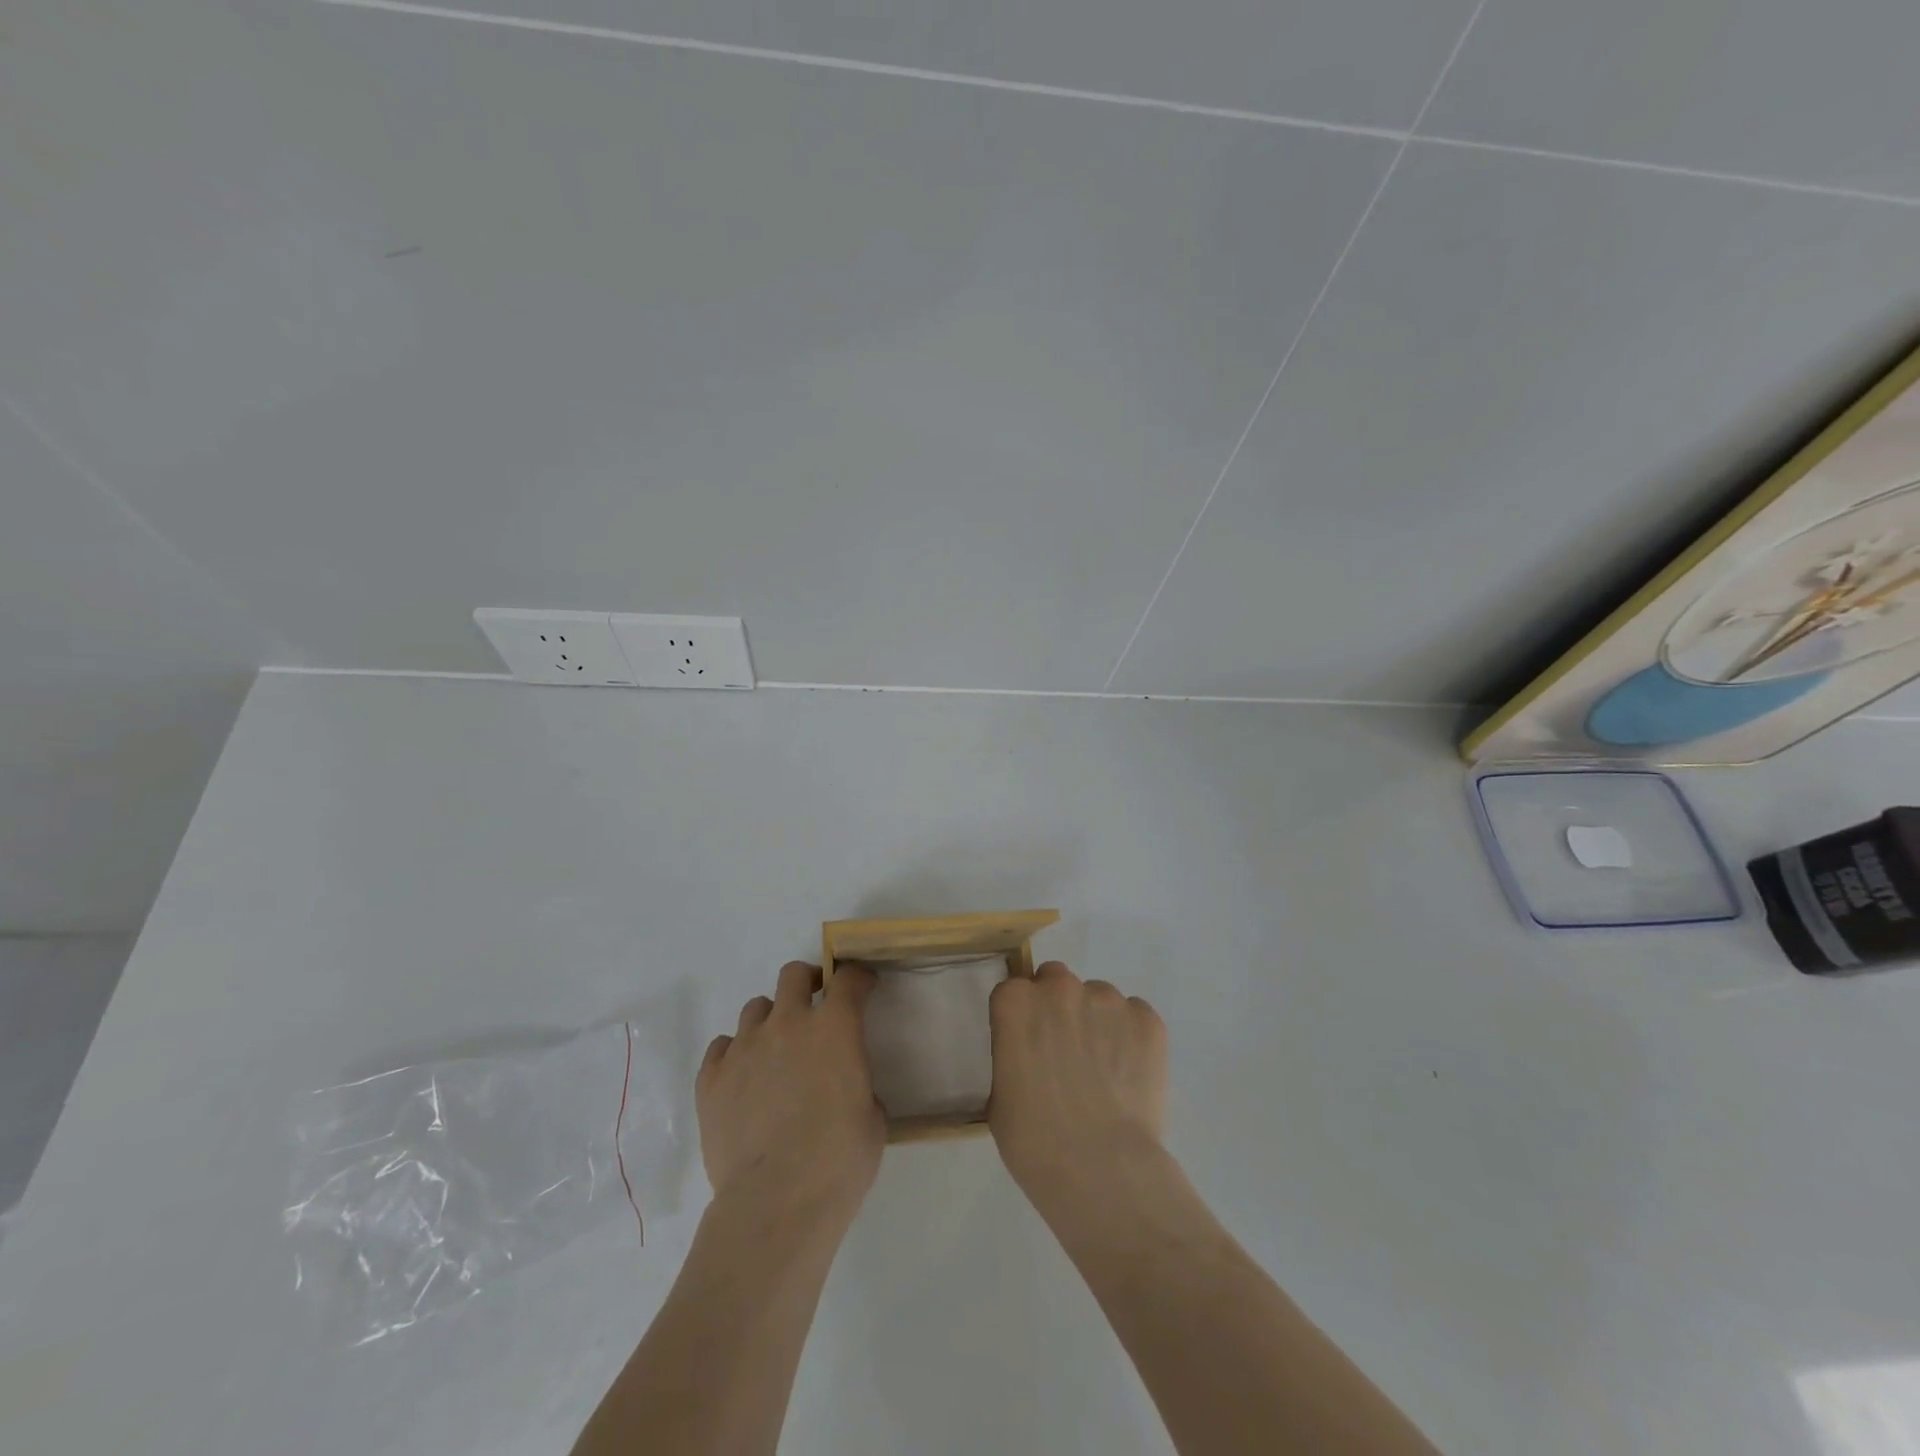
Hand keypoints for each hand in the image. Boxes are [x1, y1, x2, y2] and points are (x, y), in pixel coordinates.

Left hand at [698, 962, 885, 1222]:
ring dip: (771, 1020)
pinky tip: (743, 1079)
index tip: (863, 987)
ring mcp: (744, 1048)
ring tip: (776, 1051)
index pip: (849, 979)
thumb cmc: (838, 1161)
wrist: (775, 1204)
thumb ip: (858, 1084)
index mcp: (834, 1028)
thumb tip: (845, 1087)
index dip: (858, 978)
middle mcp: (787, 1024)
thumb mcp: (872, 1118)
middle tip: (815, 1007)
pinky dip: (735, 1054)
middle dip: (808, 982)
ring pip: (755, 1008)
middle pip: (793, 975)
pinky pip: (721, 1047)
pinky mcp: (711, 1079)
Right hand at [987, 961, 1167, 1199]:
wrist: (1101, 1169)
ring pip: (1098, 998)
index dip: (1021, 1018)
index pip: (1014, 992)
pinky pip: (1134, 1017)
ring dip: (1096, 1022)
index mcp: (1016, 1002)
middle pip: (1056, 982)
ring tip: (1104, 1072)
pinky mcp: (1147, 1020)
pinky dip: (1131, 1038)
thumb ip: (1013, 1055)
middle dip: (1058, 1008)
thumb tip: (1031, 1057)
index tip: (1028, 1046)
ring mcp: (1108, 1000)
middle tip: (1065, 1054)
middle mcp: (1060, 988)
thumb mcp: (1000, 1095)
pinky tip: (1128, 1076)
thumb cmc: (1034, 1141)